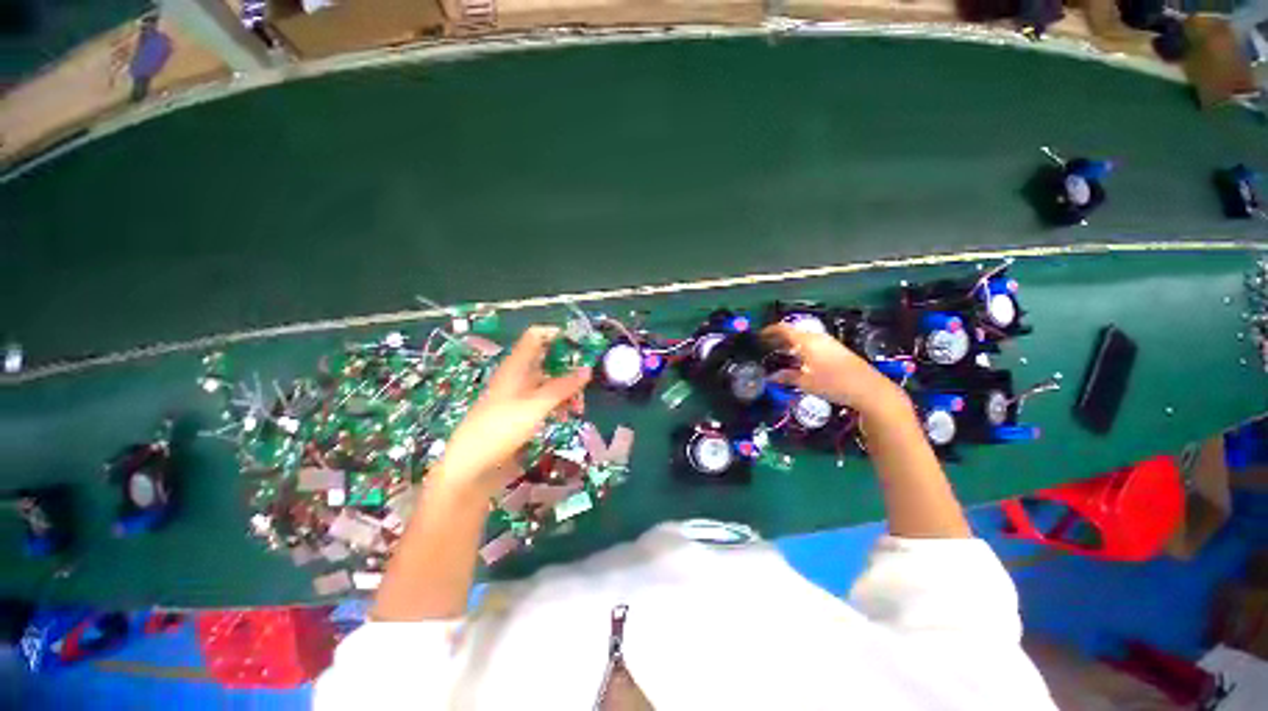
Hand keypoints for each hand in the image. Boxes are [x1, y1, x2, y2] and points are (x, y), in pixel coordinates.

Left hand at [435, 326, 591, 496]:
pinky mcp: (521, 415)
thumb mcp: (535, 405)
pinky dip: (558, 404)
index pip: (536, 337)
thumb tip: (588, 369)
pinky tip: (568, 415)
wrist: (471, 468)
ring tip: (581, 405)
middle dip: (568, 366)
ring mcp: (519, 397)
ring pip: (548, 383)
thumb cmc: (500, 429)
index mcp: (516, 367)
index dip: (557, 334)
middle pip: (546, 360)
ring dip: (566, 389)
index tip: (581, 343)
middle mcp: (517, 377)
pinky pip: (545, 401)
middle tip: (589, 377)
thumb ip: (563, 387)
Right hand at [763, 323, 908, 414]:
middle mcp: (817, 337)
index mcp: (807, 341)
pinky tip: (798, 360)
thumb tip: (771, 377)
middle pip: (793, 332)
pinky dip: (801, 347)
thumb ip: (787, 377)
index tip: (758, 337)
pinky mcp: (836, 349)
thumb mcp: (806, 382)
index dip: (769, 331)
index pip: (783, 329)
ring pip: (803, 338)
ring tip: (779, 354)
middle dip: (778, 338)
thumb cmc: (833, 384)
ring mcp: (828, 342)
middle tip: (765, 348)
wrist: (868, 389)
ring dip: (790, 343)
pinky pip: (812, 343)